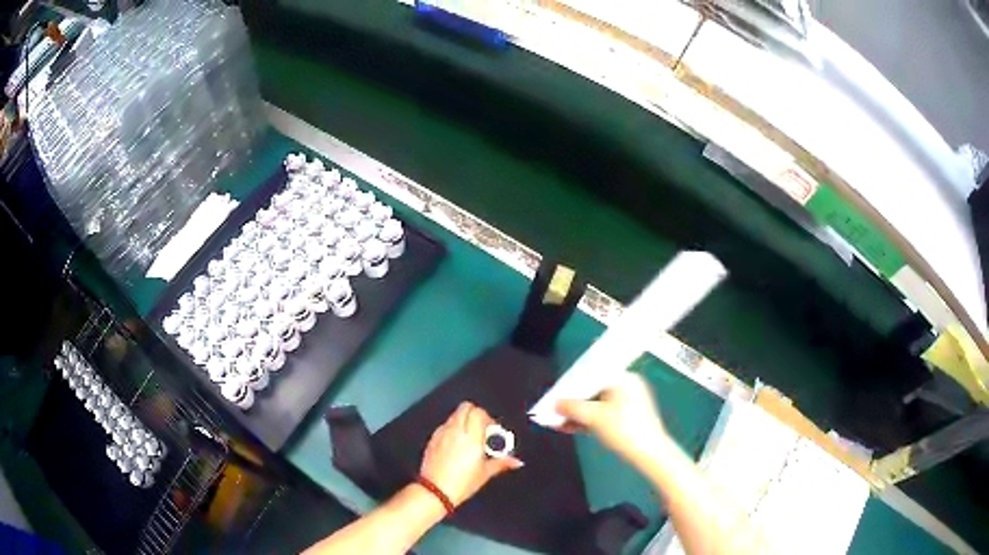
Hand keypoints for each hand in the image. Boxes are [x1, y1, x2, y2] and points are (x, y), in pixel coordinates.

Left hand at [420, 402, 522, 505]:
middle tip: (482, 430)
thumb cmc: (461, 483)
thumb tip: (515, 461)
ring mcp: (442, 433)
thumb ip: (502, 462)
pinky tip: (456, 445)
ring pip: (454, 416)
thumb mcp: (485, 473)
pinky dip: (452, 429)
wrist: (435, 491)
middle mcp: (456, 431)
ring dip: (463, 421)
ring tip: (470, 439)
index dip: (488, 418)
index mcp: (472, 437)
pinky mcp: (432, 439)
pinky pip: (444, 426)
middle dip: (475, 415)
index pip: (479, 412)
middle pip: (465, 407)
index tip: (492, 431)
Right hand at [556, 372, 670, 468]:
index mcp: (623, 378)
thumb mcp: (595, 417)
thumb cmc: (625, 429)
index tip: (554, 393)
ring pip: (596, 404)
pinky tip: (569, 427)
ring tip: (556, 421)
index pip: (592, 375)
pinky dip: (587, 420)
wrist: (649, 453)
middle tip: (553, 409)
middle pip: (593, 390)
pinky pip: (602, 414)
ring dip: (577, 413)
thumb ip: (573, 407)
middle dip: (572, 402)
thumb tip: (554, 403)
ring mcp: (627, 402)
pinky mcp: (626, 417)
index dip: (571, 384)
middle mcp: (626, 386)